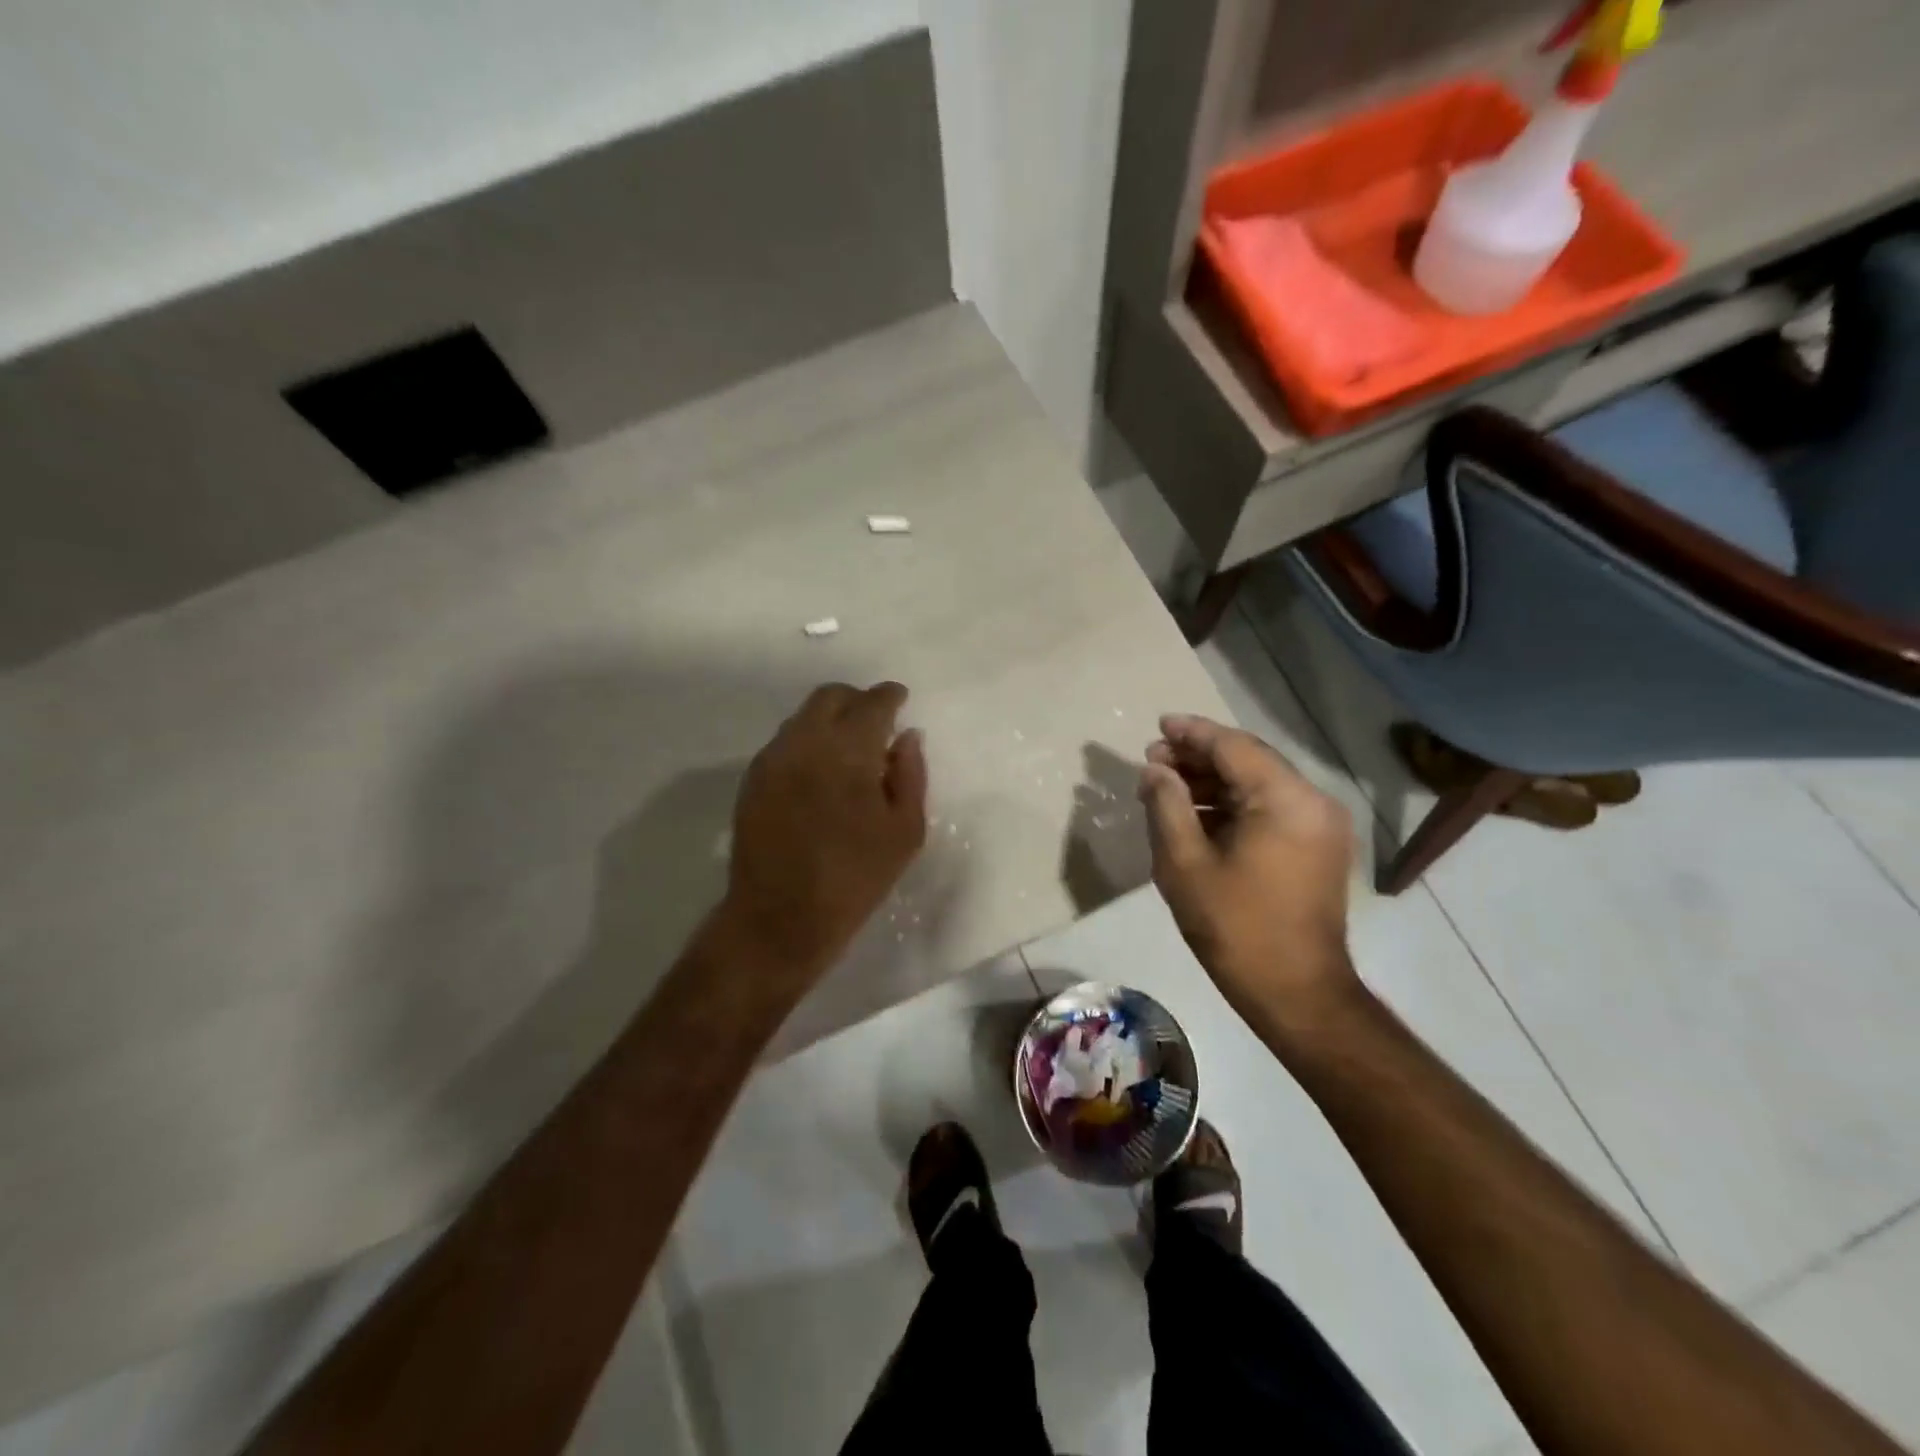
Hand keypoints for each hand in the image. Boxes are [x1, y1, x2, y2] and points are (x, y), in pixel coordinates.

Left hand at [722, 681, 927, 982]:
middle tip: (876, 723)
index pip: (872, 703)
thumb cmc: (855, 878)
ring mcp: (773, 759)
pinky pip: (786, 742)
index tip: (901, 700)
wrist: (780, 918)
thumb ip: (910, 774)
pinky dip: (808, 742)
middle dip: (857, 700)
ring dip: (831, 720)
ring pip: (804, 717)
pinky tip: (821, 772)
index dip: (890, 696)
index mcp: (847, 750)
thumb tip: (907, 737)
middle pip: (831, 697)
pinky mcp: (753, 779)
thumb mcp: (905, 831)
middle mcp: (805, 742)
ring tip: (849, 751)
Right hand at [1137, 714, 1361, 1040]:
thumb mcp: (1184, 864)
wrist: (1297, 993)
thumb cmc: (1235, 927)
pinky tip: (1198, 816)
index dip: (1192, 733)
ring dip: (1214, 782)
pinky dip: (1235, 805)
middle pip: (1249, 761)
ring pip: (1260, 785)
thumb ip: (1166, 805)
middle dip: (1199, 758)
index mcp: (1286, 800)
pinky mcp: (1319, 848)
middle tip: (1154, 761)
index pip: (1233, 747)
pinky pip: (1272, 809)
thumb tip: (1155, 771)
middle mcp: (1313, 802)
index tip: (1158, 726)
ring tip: (1168, 787)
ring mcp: (1321, 826)